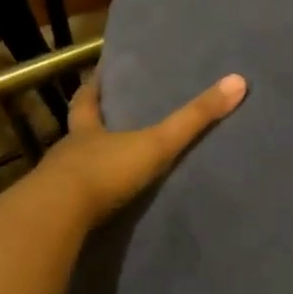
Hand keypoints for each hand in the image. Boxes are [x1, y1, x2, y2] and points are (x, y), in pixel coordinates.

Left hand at [40, 72, 247, 226]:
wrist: (57, 216)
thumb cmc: (106, 171)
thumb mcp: (157, 143)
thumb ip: (194, 119)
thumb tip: (238, 81)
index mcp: (86, 131)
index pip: (86, 102)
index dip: (92, 88)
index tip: (95, 76)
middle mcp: (68, 152)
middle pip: (76, 133)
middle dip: (89, 127)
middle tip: (103, 121)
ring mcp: (56, 185)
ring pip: (69, 168)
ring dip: (85, 166)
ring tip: (103, 168)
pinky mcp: (54, 215)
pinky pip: (69, 203)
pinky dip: (81, 202)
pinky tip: (93, 210)